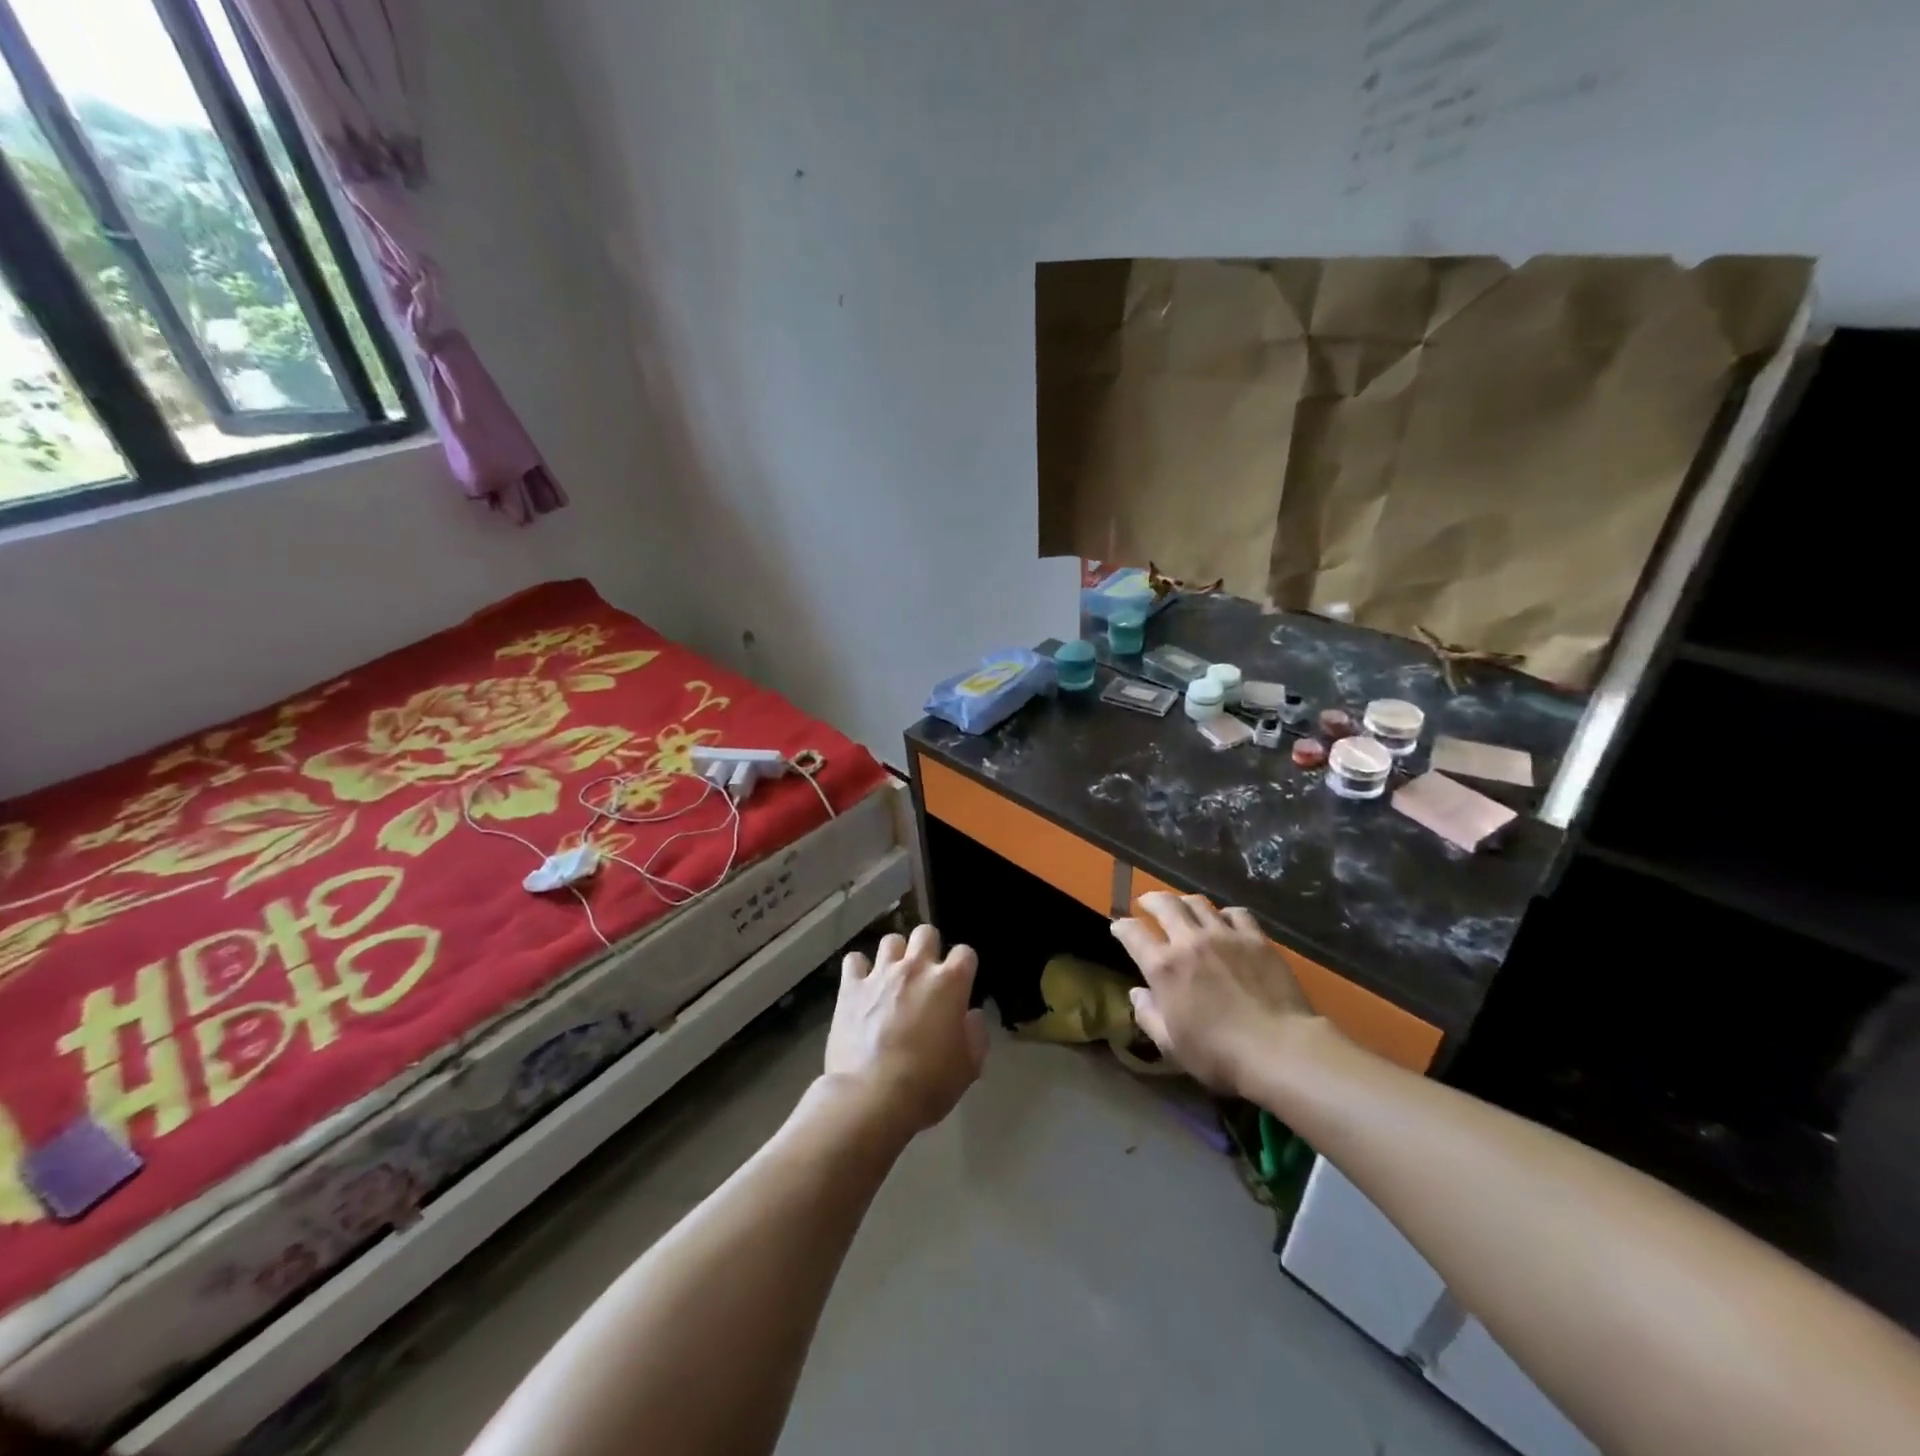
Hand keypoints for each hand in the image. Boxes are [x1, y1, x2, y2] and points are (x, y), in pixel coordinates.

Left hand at [825, 925, 987, 1140]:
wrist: (871, 1097)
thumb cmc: (928, 1084)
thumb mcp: (968, 1067)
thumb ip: (975, 1034)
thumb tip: (970, 1016)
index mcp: (950, 983)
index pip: (965, 953)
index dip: (964, 967)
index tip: (960, 985)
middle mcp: (916, 968)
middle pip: (925, 933)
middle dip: (929, 948)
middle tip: (926, 975)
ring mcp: (881, 974)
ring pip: (891, 940)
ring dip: (895, 955)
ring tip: (893, 978)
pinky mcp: (851, 987)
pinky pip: (854, 960)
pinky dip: (859, 970)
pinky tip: (862, 986)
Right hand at [1110, 892, 1319, 1096]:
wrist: (1280, 1049)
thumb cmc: (1219, 1055)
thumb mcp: (1171, 1045)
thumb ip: (1148, 1015)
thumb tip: (1137, 994)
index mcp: (1163, 967)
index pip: (1132, 934)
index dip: (1121, 927)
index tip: (1118, 927)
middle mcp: (1189, 941)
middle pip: (1164, 904)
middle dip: (1150, 900)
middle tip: (1146, 903)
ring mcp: (1224, 935)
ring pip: (1198, 902)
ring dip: (1184, 902)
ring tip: (1183, 908)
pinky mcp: (1256, 938)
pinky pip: (1236, 912)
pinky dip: (1224, 913)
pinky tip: (1226, 922)